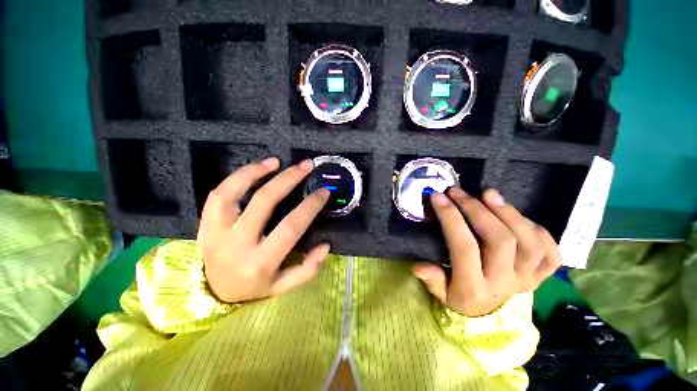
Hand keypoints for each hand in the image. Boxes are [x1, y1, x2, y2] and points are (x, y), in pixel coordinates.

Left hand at [197, 157, 329, 302]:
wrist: (214, 293)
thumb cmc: (253, 288)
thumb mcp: (283, 286)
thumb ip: (307, 270)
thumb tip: (325, 246)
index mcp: (261, 262)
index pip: (290, 227)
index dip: (309, 206)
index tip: (323, 191)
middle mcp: (237, 245)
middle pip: (264, 202)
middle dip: (289, 179)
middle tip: (306, 166)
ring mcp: (216, 232)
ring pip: (232, 193)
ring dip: (256, 172)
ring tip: (277, 161)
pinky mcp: (204, 224)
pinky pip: (217, 195)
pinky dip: (236, 177)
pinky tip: (256, 169)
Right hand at [413, 187, 560, 316]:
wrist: (490, 315)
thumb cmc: (460, 297)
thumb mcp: (441, 293)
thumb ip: (432, 279)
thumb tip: (418, 266)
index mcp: (473, 287)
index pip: (464, 247)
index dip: (451, 218)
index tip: (438, 197)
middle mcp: (504, 282)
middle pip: (499, 240)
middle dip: (477, 209)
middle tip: (459, 192)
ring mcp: (528, 278)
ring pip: (529, 242)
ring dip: (509, 213)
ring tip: (488, 193)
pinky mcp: (542, 275)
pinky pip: (551, 252)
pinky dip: (538, 230)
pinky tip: (518, 218)